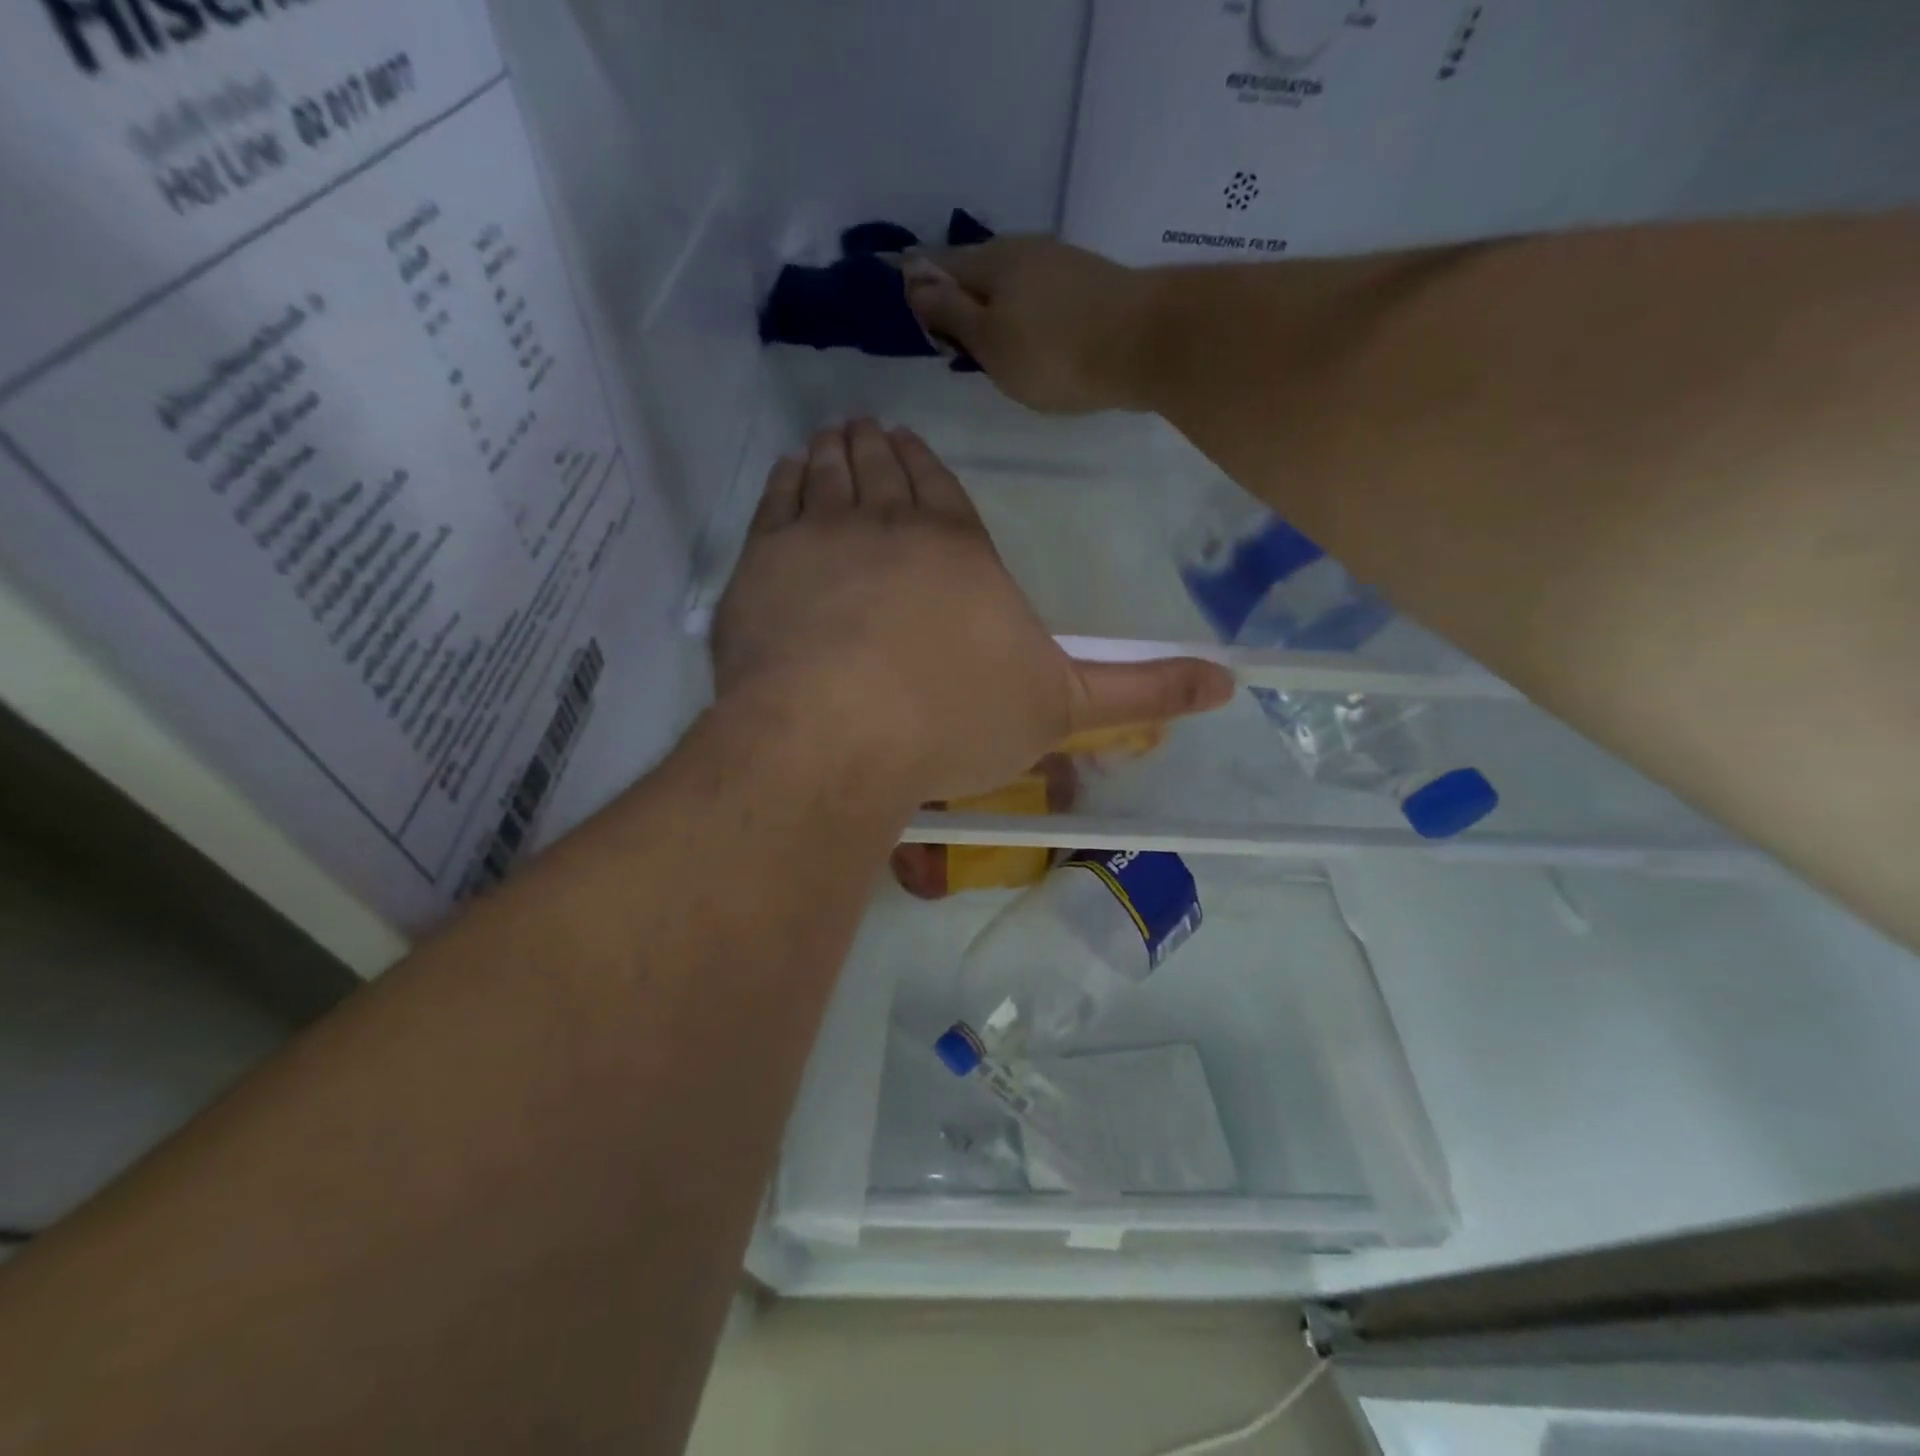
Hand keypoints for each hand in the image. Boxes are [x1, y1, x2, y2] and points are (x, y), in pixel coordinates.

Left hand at [712, 421, 1232, 803]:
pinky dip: (785, 480)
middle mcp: (890, 525)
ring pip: (830, 473)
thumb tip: (1230, 681)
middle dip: (879, 448)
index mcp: (959, 549)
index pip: (943, 491)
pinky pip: (776, 501)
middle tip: (868, 426)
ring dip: (834, 450)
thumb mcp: (1061, 709)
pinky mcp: (762, 566)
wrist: (838, 734)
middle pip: (885, 471)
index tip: (912, 446)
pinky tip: (789, 471)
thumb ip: (1139, 690)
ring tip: (834, 434)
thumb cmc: (954, 719)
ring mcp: (820, 538)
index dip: (928, 467)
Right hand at [901, 238, 1159, 414]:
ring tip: (990, 349)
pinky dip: (1025, 317)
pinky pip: (1040, 298)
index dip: (920, 288)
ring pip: (1011, 285)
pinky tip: (1030, 342)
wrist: (1144, 343)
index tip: (911, 316)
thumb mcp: (989, 341)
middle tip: (951, 343)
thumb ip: (950, 312)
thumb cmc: (1053, 352)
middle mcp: (1024, 250)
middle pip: (977, 273)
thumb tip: (911, 279)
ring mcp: (1062, 264)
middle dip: (959, 300)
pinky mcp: (1090, 285)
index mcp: (991, 261)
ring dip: (994, 311)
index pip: (938, 265)